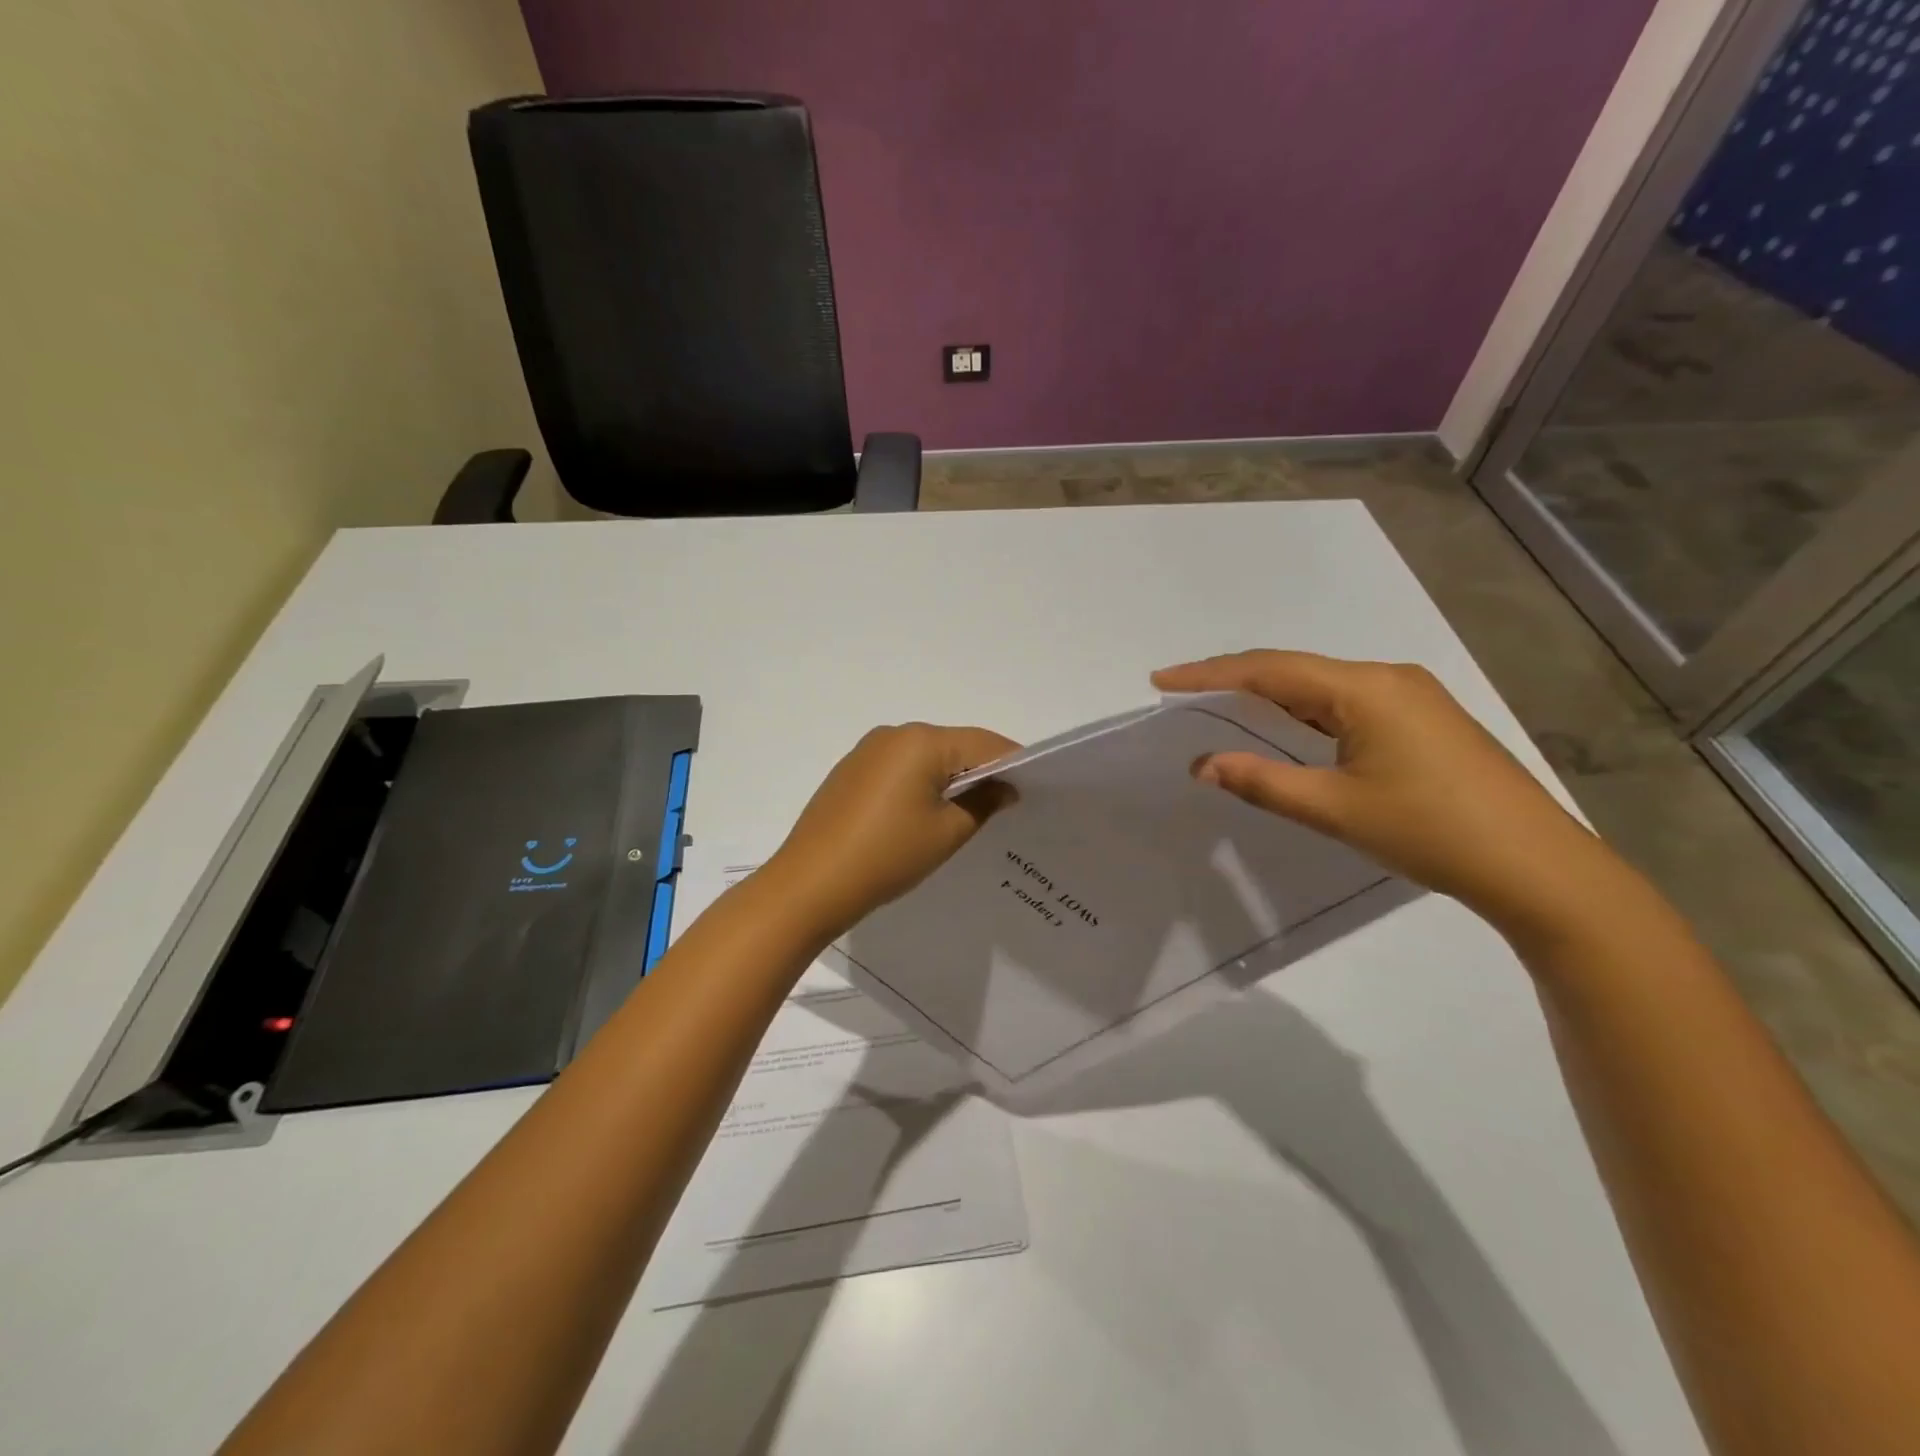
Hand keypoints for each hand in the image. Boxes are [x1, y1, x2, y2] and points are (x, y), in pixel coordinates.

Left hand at [761, 723, 1018, 942]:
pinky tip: (924, 814)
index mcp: (922, 741)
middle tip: (1006, 803)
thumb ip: (983, 803)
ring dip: (949, 777)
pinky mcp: (850, 771)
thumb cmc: (887, 855)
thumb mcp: (947, 833)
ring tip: (968, 812)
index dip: (1013, 763)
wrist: (810, 884)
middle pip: (954, 745)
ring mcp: (867, 751)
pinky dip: (920, 784)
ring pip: (925, 757)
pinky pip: (899, 768)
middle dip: (981, 770)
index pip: (984, 743)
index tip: (1034, 787)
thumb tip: (1004, 787)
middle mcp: (894, 734)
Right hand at [1153, 651, 1626, 937]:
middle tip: (1183, 690)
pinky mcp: (1424, 720)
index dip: (1211, 673)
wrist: (1537, 866)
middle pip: (1295, 670)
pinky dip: (1305, 711)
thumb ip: (1262, 782)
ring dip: (1271, 695)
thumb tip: (1203, 765)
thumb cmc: (1430, 831)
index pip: (1269, 670)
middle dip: (1235, 679)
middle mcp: (1388, 679)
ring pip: (1322, 686)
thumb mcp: (1334, 809)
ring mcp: (1412, 697)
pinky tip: (1288, 727)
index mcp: (1365, 689)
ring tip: (1222, 706)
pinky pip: (1347, 703)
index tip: (1162, 679)